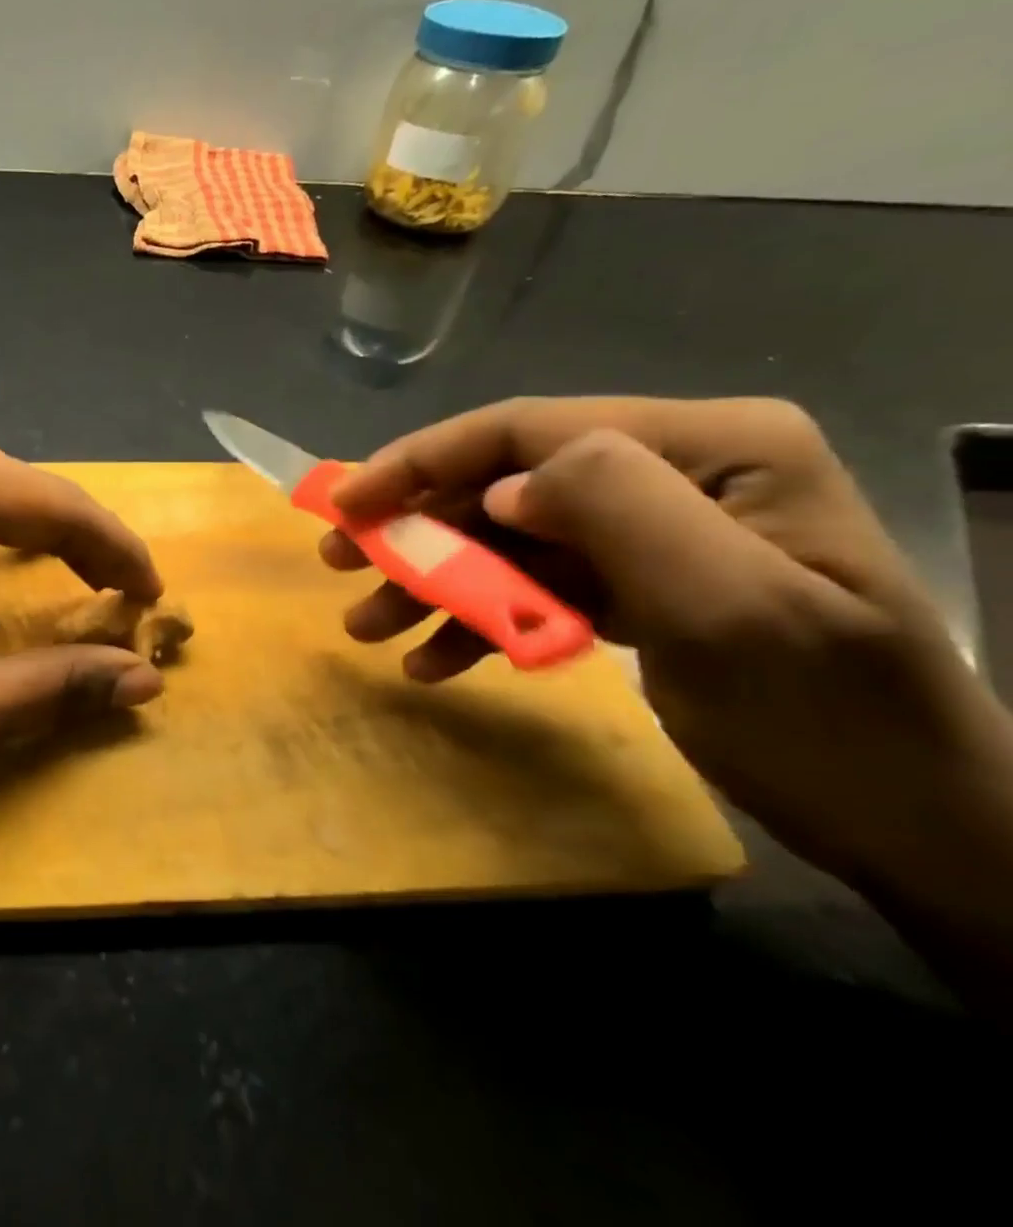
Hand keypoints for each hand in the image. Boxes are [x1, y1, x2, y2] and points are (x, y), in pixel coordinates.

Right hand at [322, 397, 1012, 890]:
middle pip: (506, 484)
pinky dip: (478, 621)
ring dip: (434, 582)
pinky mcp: (636, 584)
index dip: (422, 460)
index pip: (529, 429)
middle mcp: (676, 470)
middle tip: (338, 564)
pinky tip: (435, 661)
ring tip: (368, 627)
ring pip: (509, 540)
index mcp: (709, 445)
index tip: (345, 504)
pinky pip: (535, 587)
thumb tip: (500, 490)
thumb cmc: (831, 718)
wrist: (920, 829)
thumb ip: (615, 509)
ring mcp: (653, 530)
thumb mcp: (730, 606)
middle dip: (417, 527)